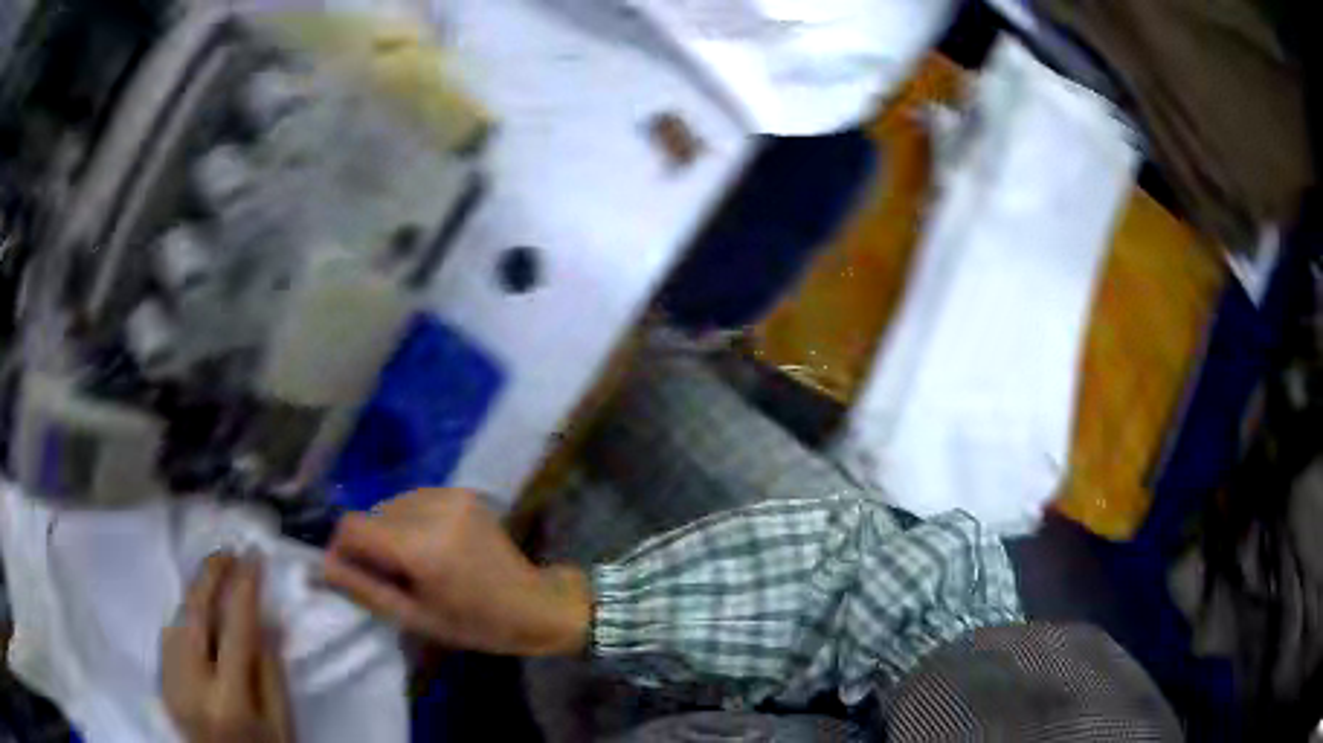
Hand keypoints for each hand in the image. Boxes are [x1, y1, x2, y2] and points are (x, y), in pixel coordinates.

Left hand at [161, 553, 292, 742]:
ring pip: (176, 621)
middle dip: (209, 576)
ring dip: (195, 596)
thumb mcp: (280, 724)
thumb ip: (272, 674)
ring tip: (215, 581)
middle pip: (193, 615)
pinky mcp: (161, 684)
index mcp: (228, 701)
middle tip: (227, 553)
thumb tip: (267, 619)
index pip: (235, 630)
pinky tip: (198, 618)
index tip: (253, 558)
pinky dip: (185, 619)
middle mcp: (191, 686)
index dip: (243, 589)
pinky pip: (169, 638)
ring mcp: (170, 684)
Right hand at [322, 489, 590, 656]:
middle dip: (369, 544)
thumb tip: (321, 566)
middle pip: (371, 514)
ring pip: (391, 505)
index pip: (353, 526)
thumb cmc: (475, 624)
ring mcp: (450, 495)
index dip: (342, 547)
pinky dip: (410, 522)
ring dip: (389, 531)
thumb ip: (364, 589)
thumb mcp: (415, 618)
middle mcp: (433, 509)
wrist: (535, 604)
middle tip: (390, 576)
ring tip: (412, 564)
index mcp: (422, 546)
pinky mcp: (462, 492)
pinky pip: (414, 500)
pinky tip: (430, 547)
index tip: (350, 572)